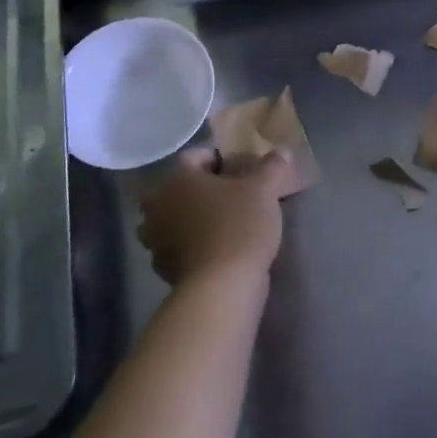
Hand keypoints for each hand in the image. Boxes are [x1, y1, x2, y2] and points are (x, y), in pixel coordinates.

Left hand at [136, 149, 294, 284]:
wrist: (222, 286)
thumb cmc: (239, 226)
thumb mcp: (264, 190)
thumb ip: (272, 167)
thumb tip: (281, 151)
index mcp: (176, 179)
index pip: (195, 157)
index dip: (221, 160)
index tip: (243, 171)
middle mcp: (157, 205)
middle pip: (180, 189)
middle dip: (203, 190)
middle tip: (233, 198)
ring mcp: (155, 239)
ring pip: (176, 218)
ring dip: (194, 218)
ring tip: (224, 225)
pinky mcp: (162, 267)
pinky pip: (178, 246)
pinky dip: (193, 245)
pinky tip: (217, 251)